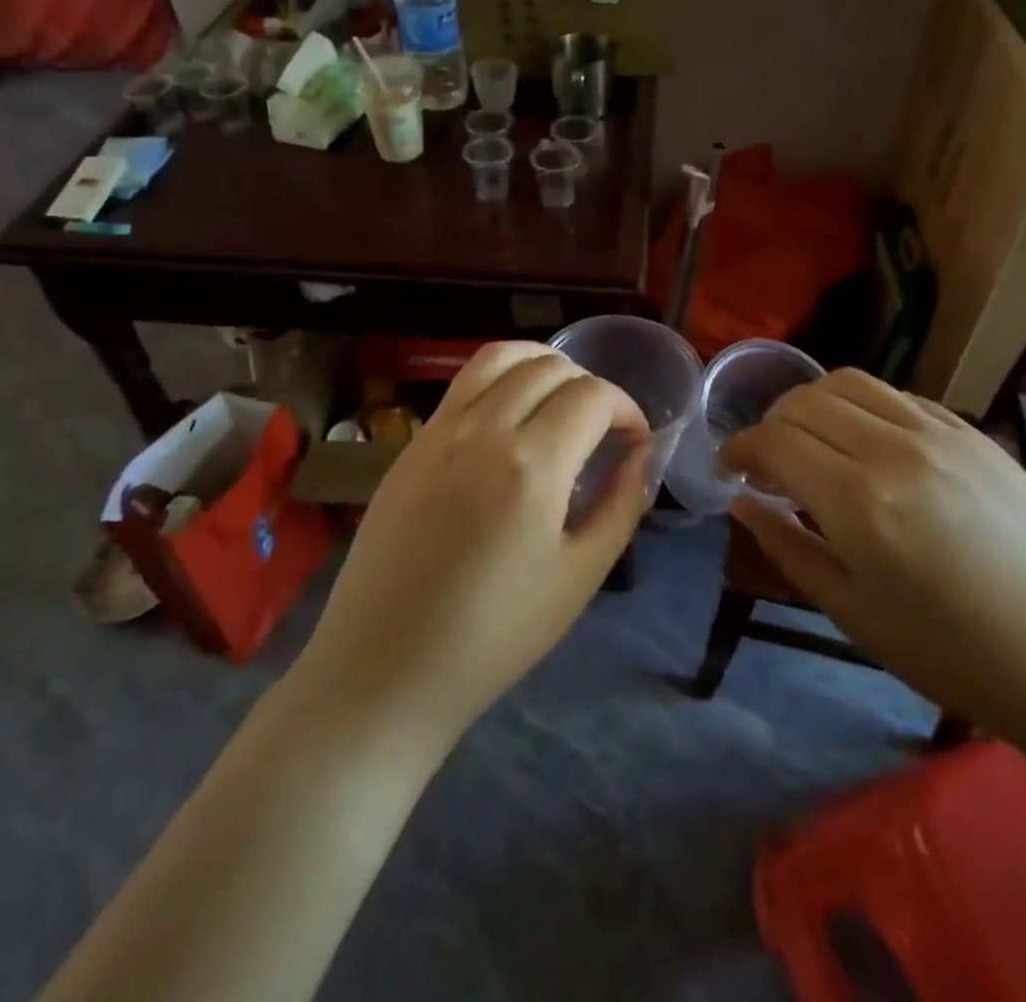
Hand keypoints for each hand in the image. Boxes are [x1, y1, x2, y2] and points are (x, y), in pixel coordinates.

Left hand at [292, 343, 652, 747]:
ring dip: (542, 365)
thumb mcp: (580, 576)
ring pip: (501, 356)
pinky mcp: (411, 442)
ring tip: (558, 402)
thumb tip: (641, 456)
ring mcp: (440, 429)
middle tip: (602, 429)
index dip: (627, 409)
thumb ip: (621, 505)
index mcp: (533, 464)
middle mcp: (484, 428)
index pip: (594, 395)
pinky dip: (501, 379)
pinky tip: (510, 420)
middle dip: (590, 386)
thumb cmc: (494, 635)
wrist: (384, 668)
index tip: (634, 441)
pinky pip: (464, 383)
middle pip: (550, 366)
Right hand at [720, 369, 1025, 748]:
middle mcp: (895, 449)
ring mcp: (940, 434)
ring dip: (813, 404)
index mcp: (859, 502)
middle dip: (770, 425)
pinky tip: (867, 445)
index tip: (730, 471)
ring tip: (812, 442)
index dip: (740, 449)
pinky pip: (899, 397)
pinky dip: (863, 408)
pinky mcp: (974, 433)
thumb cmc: (950, 652)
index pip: (775, 441)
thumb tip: (743, 501)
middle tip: (767, 464)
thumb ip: (786, 546)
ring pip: (850, 383)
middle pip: (805, 402)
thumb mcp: (851, 611)